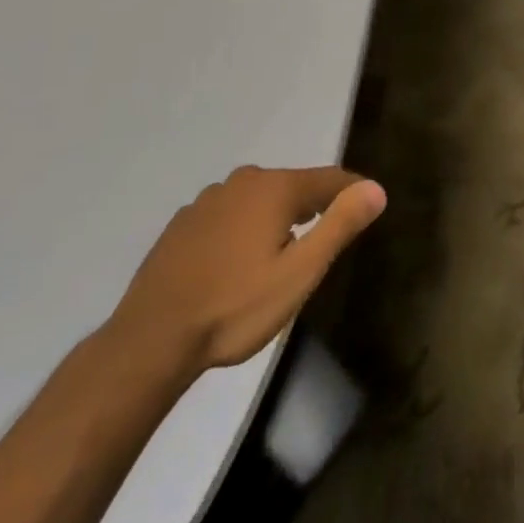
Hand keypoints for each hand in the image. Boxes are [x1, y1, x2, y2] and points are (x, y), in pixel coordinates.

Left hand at [105, 166, 385, 376]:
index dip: (353, 191)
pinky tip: (236, 263)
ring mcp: (207, 201)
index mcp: (275, 188)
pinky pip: (227, 216)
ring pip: (257, 201)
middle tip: (323, 238)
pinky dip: (241, 230)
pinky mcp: (181, 226)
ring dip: (274, 219)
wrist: (148, 343)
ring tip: (280, 254)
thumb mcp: (299, 273)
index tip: (369, 205)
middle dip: (312, 207)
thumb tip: (375, 189)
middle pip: (292, 187)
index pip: (329, 179)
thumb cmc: (234, 308)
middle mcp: (243, 182)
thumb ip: (340, 225)